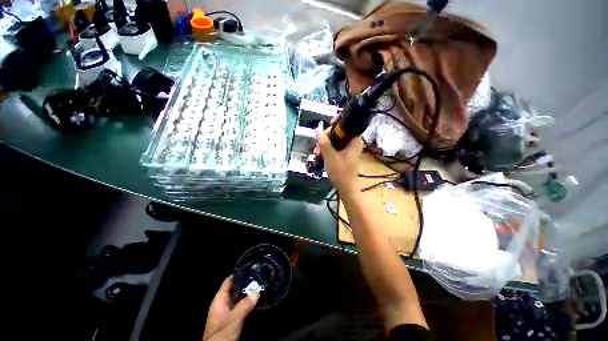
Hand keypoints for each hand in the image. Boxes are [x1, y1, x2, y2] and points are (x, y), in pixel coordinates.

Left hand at [203, 276, 258, 340]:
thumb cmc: (221, 334)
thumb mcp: (233, 320)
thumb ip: (244, 305)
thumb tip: (257, 293)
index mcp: (220, 299)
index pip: (229, 281)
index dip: (239, 274)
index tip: (251, 269)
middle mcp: (224, 303)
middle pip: (236, 288)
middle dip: (247, 283)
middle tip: (260, 278)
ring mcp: (229, 311)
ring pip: (240, 297)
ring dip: (249, 293)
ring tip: (262, 286)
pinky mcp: (234, 318)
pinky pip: (242, 306)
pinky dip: (249, 302)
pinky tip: (258, 300)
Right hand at [315, 116, 362, 193]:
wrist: (345, 187)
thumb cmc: (340, 172)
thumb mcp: (330, 156)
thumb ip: (323, 142)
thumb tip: (317, 130)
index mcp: (354, 140)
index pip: (346, 125)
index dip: (335, 124)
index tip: (326, 128)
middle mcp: (352, 142)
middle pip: (337, 133)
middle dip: (325, 139)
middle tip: (318, 149)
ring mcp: (348, 149)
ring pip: (334, 140)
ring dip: (324, 145)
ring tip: (318, 154)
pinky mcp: (344, 154)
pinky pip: (335, 147)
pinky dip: (327, 150)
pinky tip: (320, 155)